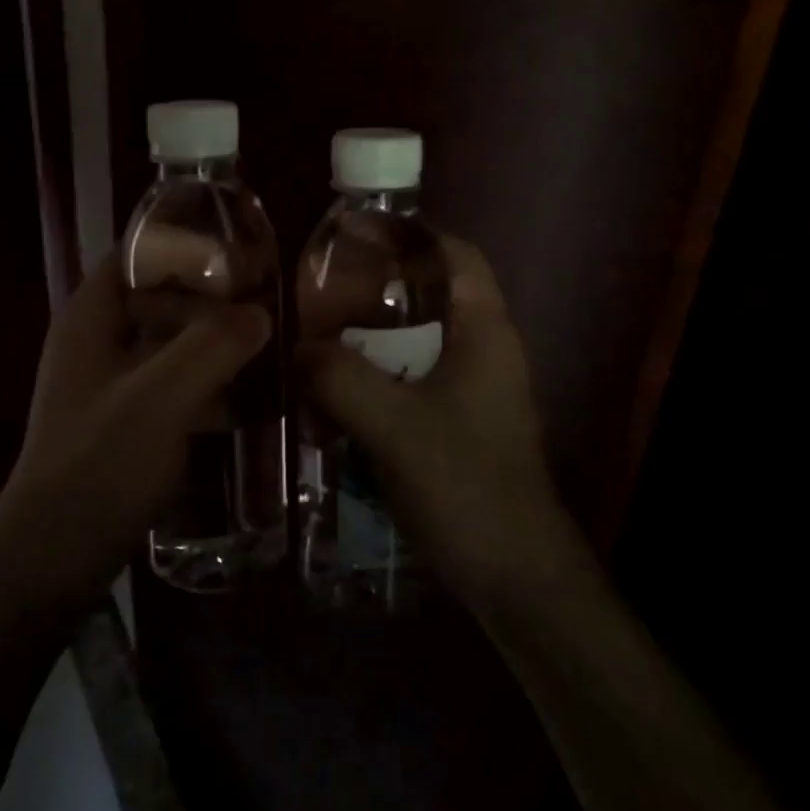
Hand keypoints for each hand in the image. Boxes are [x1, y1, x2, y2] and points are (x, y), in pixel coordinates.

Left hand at [0, 252, 271, 598]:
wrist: (52, 560)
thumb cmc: (97, 466)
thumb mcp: (158, 399)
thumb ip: (211, 347)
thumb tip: (261, 312)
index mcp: (91, 317)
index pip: (137, 252)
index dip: (187, 243)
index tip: (245, 251)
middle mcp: (100, 341)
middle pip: (162, 297)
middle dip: (215, 298)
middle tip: (274, 302)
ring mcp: (114, 384)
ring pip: (174, 344)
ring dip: (218, 344)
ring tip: (277, 346)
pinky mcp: (131, 422)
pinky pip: (178, 386)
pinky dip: (211, 385)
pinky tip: (256, 399)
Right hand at [299, 235, 579, 613]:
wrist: (514, 577)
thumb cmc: (465, 484)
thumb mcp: (393, 424)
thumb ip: (339, 377)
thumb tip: (295, 348)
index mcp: (484, 332)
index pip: (455, 254)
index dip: (410, 233)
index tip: (353, 234)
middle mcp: (483, 352)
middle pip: (429, 296)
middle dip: (374, 289)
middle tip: (316, 291)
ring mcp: (471, 392)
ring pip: (414, 344)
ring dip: (368, 340)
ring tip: (313, 338)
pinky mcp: (456, 426)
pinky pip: (408, 383)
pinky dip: (373, 379)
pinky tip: (331, 395)